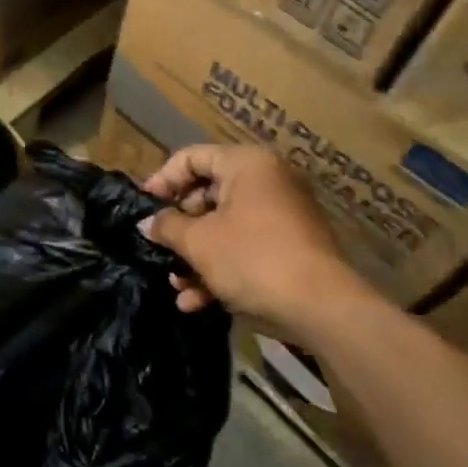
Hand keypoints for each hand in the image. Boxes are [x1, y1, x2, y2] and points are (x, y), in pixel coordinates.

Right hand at [141, 144, 375, 329]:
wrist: (323, 309)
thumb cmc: (252, 258)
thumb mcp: (198, 242)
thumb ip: (167, 226)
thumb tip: (147, 223)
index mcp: (246, 164)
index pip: (192, 157)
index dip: (163, 180)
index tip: (143, 206)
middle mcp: (267, 181)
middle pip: (208, 194)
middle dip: (180, 226)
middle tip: (159, 246)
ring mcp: (282, 216)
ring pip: (225, 226)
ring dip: (196, 254)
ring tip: (176, 283)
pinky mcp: (291, 248)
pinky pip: (246, 247)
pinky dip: (221, 268)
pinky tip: (196, 301)